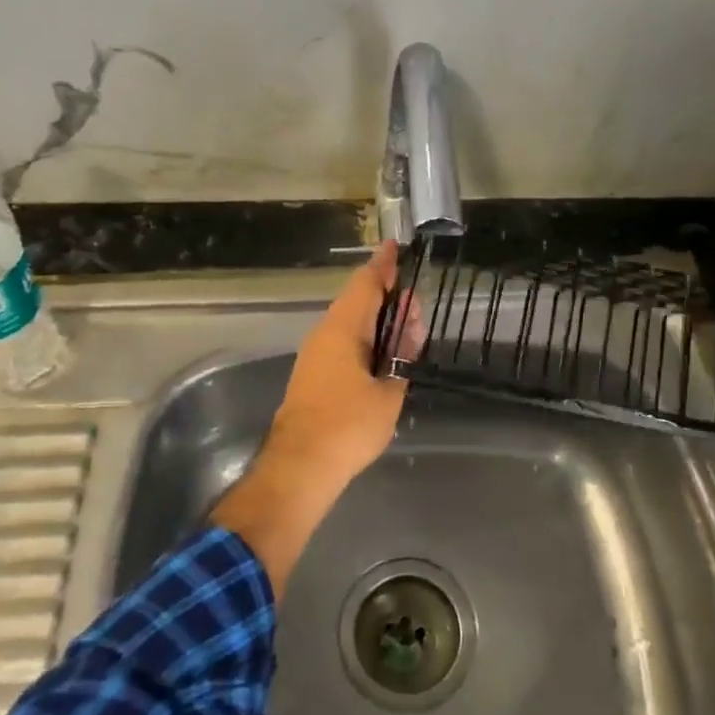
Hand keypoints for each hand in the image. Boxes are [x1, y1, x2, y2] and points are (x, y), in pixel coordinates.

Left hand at [263, 241, 410, 488]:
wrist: (299, 466)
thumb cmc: (348, 426)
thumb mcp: (388, 393)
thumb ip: (400, 358)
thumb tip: (406, 333)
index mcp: (343, 329)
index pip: (366, 284)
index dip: (383, 265)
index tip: (395, 247)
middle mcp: (325, 333)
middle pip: (357, 301)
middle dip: (387, 296)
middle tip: (414, 301)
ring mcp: (315, 354)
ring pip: (350, 322)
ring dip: (377, 320)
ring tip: (405, 326)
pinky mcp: (313, 374)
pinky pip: (343, 342)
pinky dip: (366, 338)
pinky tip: (382, 353)